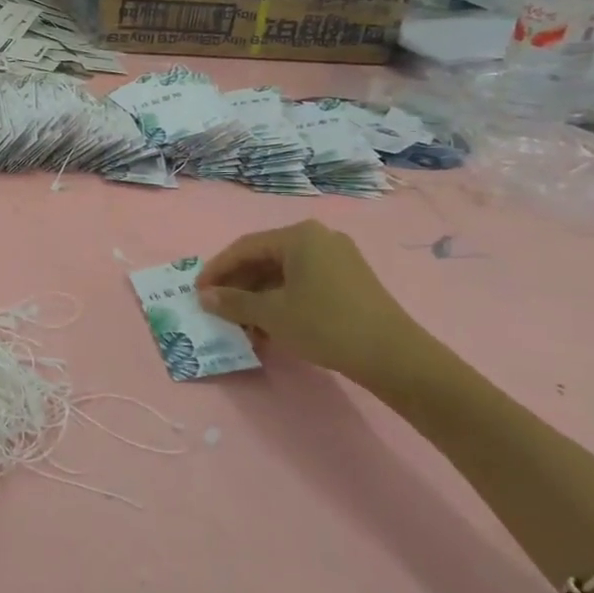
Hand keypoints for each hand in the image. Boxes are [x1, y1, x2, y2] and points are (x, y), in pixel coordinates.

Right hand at [196, 220, 440, 393]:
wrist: (395, 357)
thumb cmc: (326, 325)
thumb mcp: (272, 314)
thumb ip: (234, 302)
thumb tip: (205, 297)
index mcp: (298, 235)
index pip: (244, 247)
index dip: (217, 270)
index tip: (197, 292)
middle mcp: (319, 237)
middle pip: (265, 258)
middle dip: (238, 284)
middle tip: (218, 307)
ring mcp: (338, 258)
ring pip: (284, 272)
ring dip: (259, 296)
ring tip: (242, 322)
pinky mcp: (350, 280)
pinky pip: (303, 282)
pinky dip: (282, 299)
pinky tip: (271, 324)